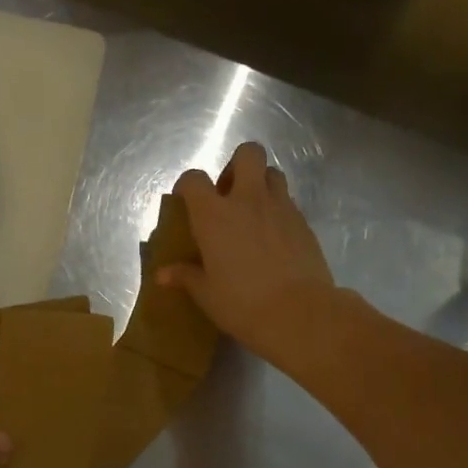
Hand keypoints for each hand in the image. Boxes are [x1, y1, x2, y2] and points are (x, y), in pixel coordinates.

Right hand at [159, 141, 336, 364]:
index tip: (186, 200)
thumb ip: (186, 276)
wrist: (299, 313)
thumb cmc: (242, 303)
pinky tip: (273, 238)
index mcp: (214, 215)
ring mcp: (281, 208)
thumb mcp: (206, 294)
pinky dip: (278, 210)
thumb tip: (163, 275)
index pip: (194, 179)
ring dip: (261, 184)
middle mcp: (248, 201)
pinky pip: (289, 202)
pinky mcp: (304, 222)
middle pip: (248, 154)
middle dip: (237, 165)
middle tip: (229, 194)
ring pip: (273, 173)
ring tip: (253, 213)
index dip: (188, 185)